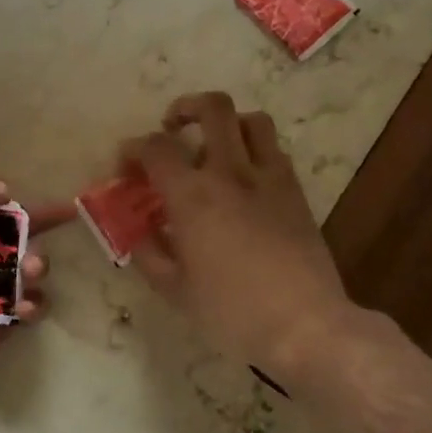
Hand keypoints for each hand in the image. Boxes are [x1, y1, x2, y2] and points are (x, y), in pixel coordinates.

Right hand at [124, 92, 355, 381]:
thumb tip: (138, 230)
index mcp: (193, 195)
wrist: (305, 325)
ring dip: (227, 123)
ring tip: (213, 146)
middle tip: (172, 127)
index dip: (133, 149)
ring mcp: (269, 178)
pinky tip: (244, 179)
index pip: (155, 147)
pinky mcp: (295, 191)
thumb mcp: (175, 290)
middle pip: (213, 108)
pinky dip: (253, 150)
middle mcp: (230, 172)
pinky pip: (274, 150)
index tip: (126, 168)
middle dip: (185, 108)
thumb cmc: (232, 312)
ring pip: (251, 120)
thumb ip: (149, 252)